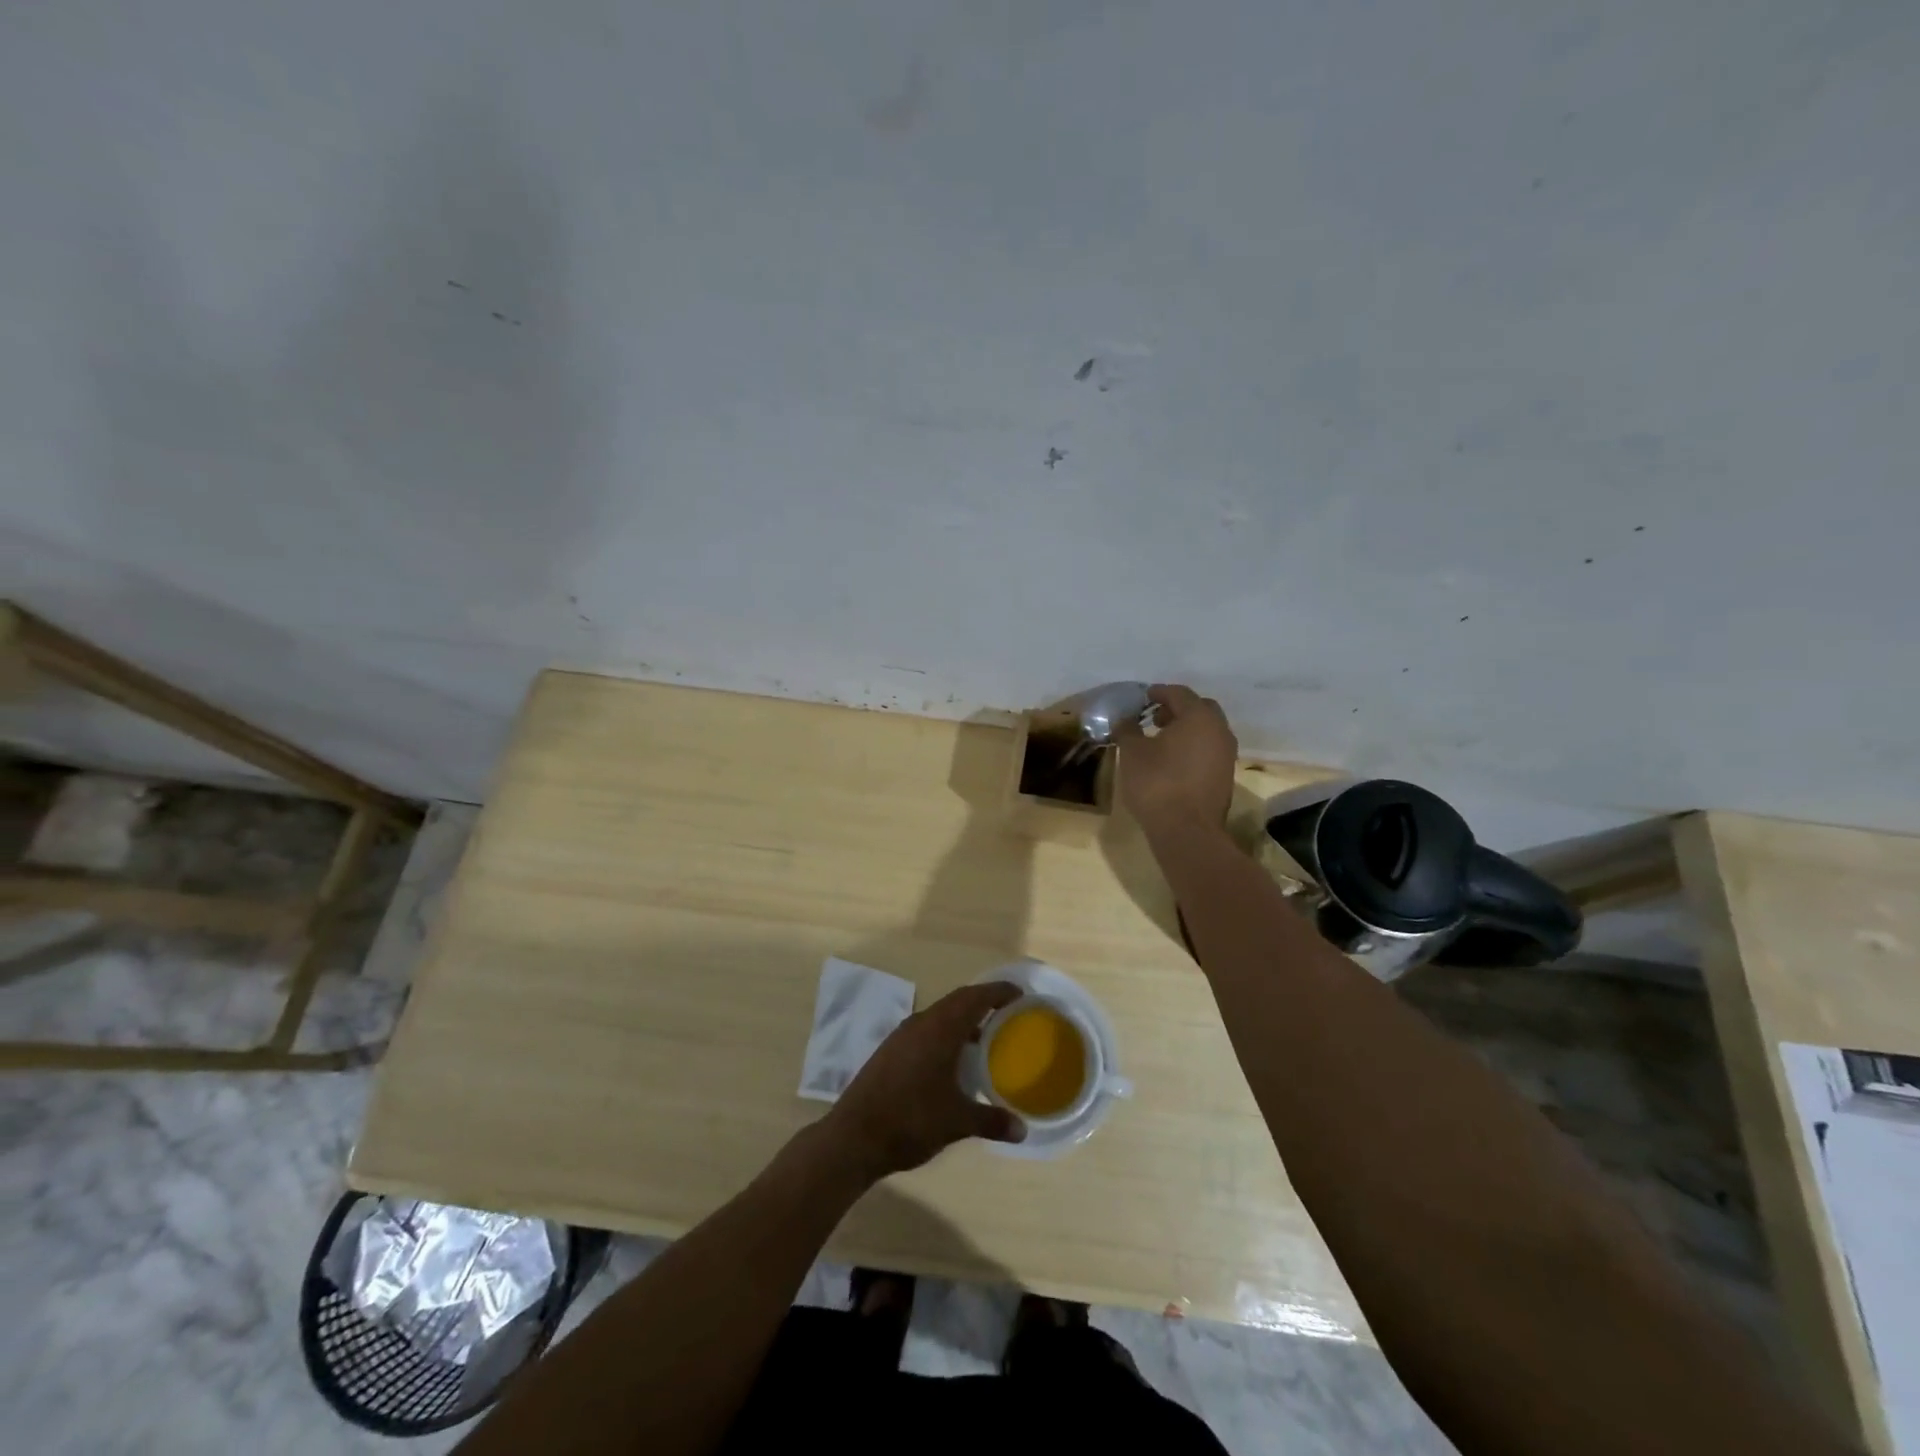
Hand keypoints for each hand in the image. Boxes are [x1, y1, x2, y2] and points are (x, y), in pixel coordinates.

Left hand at [823, 982, 1026, 1179]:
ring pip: (939, 1016)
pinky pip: (925, 1030)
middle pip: (957, 1001)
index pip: (974, 997)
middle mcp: (921, 1023)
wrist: (853, 1137)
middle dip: (982, 1002)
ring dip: (962, 1020)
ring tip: (985, 1038)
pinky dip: (945, 1035)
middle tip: (1007, 1012)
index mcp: (940, 1029)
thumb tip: (1022, 1130)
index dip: (998, 991)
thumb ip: (991, 1121)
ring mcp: (902, 1036)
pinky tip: (952, 1061)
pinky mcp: (890, 1051)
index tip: (1020, 993)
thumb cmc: (911, 1121)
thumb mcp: (957, 1122)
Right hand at [1114, 683, 1238, 830]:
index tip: (1142, 698)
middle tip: (1154, 717)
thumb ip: (1127, 729)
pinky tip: (1172, 760)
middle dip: (1177, 709)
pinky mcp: (1225, 776)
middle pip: (1200, 709)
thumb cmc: (1157, 784)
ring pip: (1207, 730)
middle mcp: (1219, 730)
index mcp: (1199, 717)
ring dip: (1186, 729)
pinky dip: (1193, 747)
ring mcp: (1226, 755)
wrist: (1187, 831)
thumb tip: (1125, 719)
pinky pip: (1209, 750)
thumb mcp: (1132, 753)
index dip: (1158, 692)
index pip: (1179, 693)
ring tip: (1160, 740)